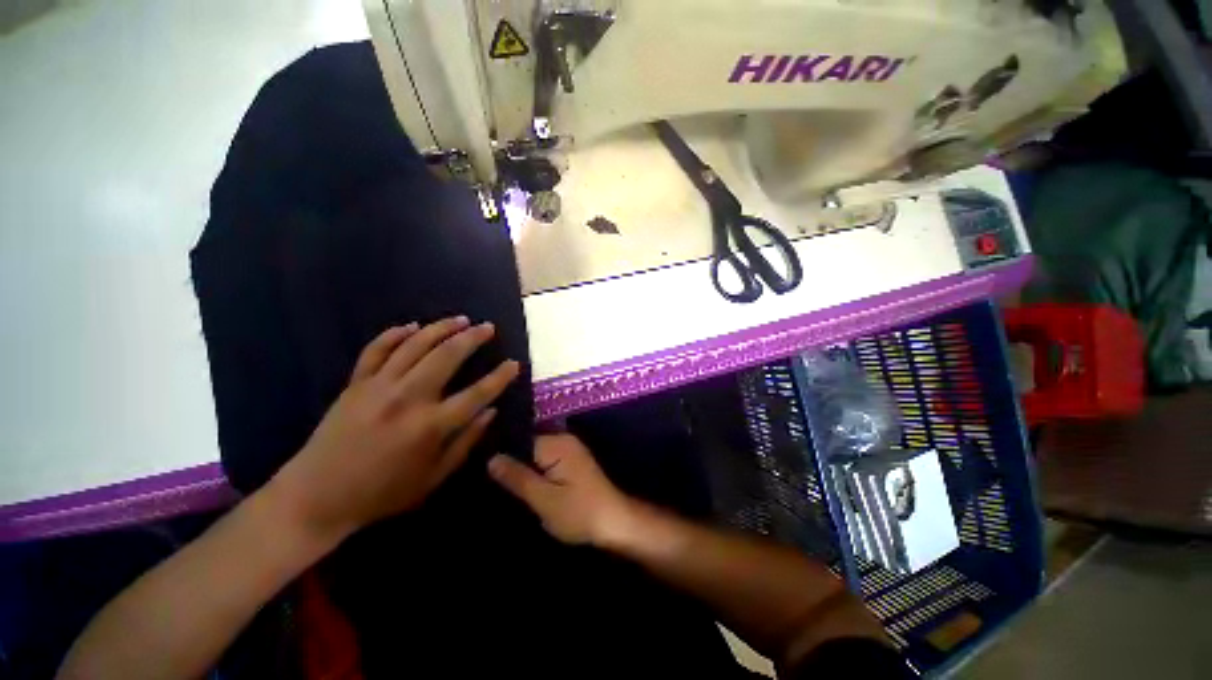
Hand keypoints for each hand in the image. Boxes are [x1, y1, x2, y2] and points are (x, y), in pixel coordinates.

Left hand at [269, 317, 520, 542]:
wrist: (316, 497)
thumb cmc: (383, 493)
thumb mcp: (434, 477)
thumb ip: (466, 442)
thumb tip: (491, 412)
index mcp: (431, 426)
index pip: (477, 393)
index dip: (500, 377)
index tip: (514, 363)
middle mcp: (408, 399)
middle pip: (447, 357)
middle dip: (472, 338)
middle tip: (488, 327)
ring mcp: (378, 387)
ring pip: (415, 345)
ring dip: (441, 328)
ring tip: (461, 319)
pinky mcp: (355, 383)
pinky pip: (376, 349)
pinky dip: (394, 334)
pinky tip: (412, 326)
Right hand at [488, 434, 634, 545]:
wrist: (614, 522)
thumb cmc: (578, 512)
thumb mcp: (543, 499)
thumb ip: (517, 477)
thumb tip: (492, 458)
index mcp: (556, 443)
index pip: (520, 439)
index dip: (502, 454)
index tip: (482, 468)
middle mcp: (563, 439)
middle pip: (528, 444)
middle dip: (512, 461)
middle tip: (489, 480)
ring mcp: (569, 449)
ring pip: (536, 453)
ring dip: (524, 468)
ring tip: (501, 484)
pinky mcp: (572, 461)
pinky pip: (546, 459)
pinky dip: (536, 471)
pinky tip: (524, 484)